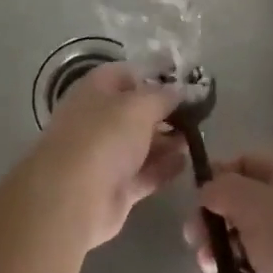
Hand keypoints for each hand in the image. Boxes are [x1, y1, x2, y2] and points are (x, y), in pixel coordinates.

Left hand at [30, 61, 186, 250]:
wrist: (73, 198)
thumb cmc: (104, 137)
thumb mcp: (139, 106)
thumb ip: (164, 96)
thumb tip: (183, 90)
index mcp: (96, 90)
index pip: (129, 74)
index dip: (157, 76)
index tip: (187, 83)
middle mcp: (99, 119)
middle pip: (137, 110)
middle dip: (167, 111)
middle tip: (200, 114)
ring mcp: (106, 155)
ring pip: (142, 143)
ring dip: (169, 140)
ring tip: (198, 137)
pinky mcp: (116, 187)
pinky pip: (145, 172)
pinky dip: (165, 167)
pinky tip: (188, 162)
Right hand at [184, 151, 272, 272]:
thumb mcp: (251, 202)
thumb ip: (222, 189)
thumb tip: (207, 192)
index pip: (246, 163)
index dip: (217, 176)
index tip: (195, 200)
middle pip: (242, 202)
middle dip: (215, 220)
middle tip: (195, 239)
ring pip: (245, 239)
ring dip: (222, 250)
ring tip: (210, 267)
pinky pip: (256, 271)